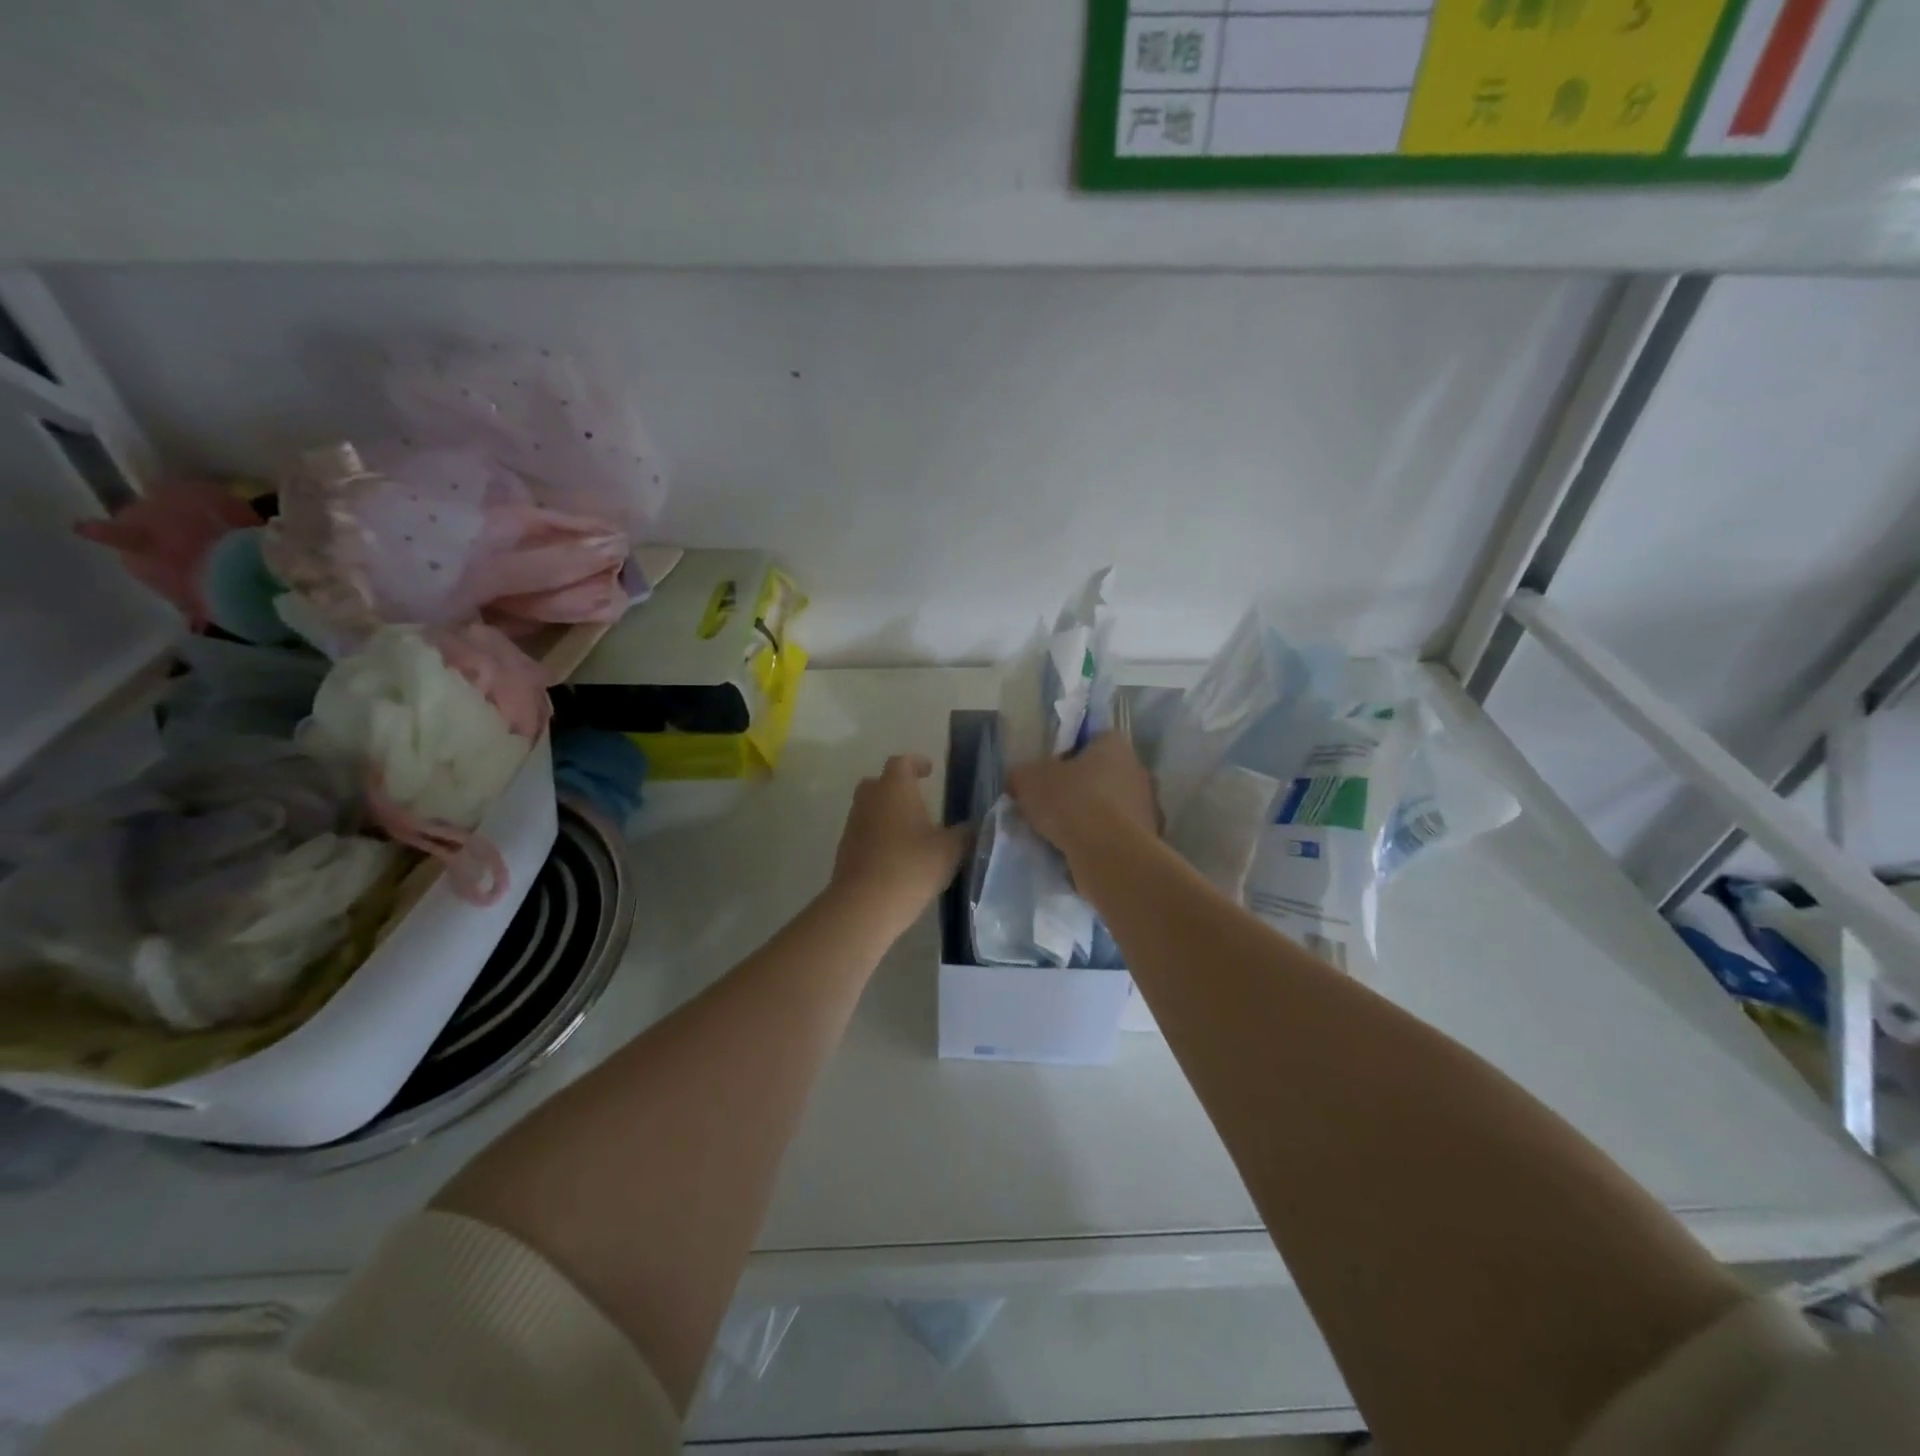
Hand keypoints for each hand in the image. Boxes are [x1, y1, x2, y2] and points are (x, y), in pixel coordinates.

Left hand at [830, 755, 969, 938]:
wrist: (864, 905)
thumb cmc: (911, 866)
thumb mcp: (950, 850)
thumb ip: (963, 834)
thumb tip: (969, 827)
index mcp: (894, 788)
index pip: (902, 762)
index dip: (916, 763)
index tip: (929, 771)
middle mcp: (870, 800)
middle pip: (879, 782)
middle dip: (897, 787)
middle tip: (918, 800)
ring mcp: (853, 825)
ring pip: (870, 808)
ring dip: (888, 814)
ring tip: (912, 832)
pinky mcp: (845, 850)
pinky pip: (864, 832)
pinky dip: (879, 836)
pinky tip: (897, 856)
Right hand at [1007, 732, 1157, 866]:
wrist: (1108, 854)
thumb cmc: (1070, 802)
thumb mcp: (1028, 780)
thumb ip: (1022, 775)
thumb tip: (1020, 781)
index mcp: (1114, 744)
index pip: (1089, 740)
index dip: (1065, 756)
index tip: (1047, 776)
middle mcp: (1137, 768)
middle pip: (1102, 774)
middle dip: (1079, 788)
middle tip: (1052, 806)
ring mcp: (1148, 804)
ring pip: (1111, 805)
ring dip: (1092, 816)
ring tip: (1063, 834)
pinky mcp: (1149, 837)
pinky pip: (1118, 833)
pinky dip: (1102, 839)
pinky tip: (1080, 851)